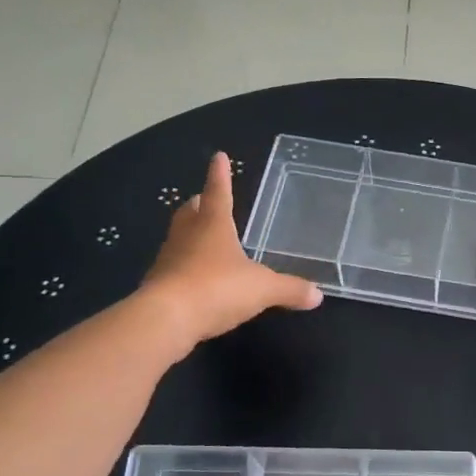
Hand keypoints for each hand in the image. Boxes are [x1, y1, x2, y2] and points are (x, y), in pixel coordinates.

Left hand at [137, 152, 322, 353]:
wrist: (166, 319)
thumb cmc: (217, 289)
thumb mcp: (263, 289)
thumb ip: (289, 289)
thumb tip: (318, 295)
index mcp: (213, 225)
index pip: (218, 192)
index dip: (221, 175)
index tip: (219, 156)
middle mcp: (186, 235)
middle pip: (190, 212)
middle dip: (200, 204)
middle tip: (206, 200)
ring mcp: (168, 260)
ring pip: (179, 238)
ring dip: (190, 235)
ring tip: (204, 239)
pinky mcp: (158, 286)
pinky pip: (174, 269)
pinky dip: (186, 268)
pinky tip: (197, 279)